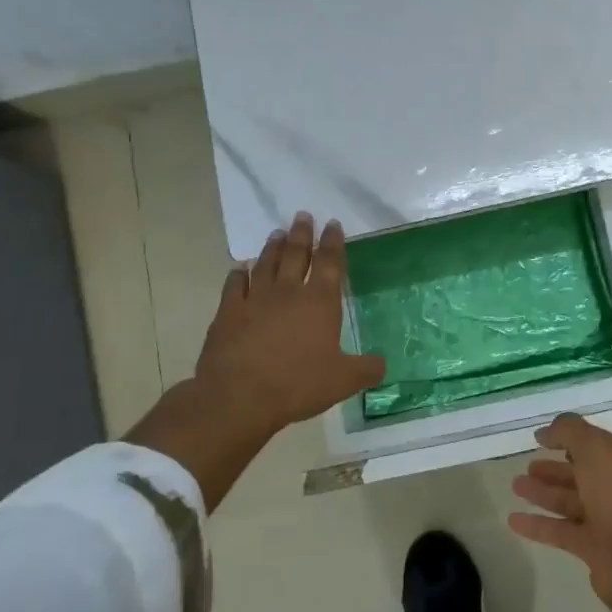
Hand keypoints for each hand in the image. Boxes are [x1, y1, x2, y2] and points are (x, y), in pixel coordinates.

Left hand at [128, 213, 384, 508]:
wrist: (239, 395)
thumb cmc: (298, 384)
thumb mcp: (343, 380)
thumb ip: (366, 369)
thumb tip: (382, 364)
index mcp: (319, 302)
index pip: (330, 263)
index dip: (333, 242)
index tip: (333, 224)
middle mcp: (288, 292)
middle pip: (297, 254)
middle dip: (302, 234)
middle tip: (302, 215)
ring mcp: (255, 299)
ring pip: (266, 264)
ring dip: (273, 247)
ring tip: (277, 233)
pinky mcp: (228, 313)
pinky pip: (234, 285)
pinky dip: (238, 274)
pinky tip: (240, 268)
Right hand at [507, 412, 611, 610]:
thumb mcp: (594, 446)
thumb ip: (568, 431)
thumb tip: (544, 432)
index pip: (597, 444)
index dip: (572, 439)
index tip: (543, 440)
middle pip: (581, 474)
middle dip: (553, 470)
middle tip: (527, 466)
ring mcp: (607, 519)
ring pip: (569, 502)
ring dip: (543, 493)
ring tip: (515, 486)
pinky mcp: (593, 548)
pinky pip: (560, 532)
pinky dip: (537, 525)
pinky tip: (513, 520)